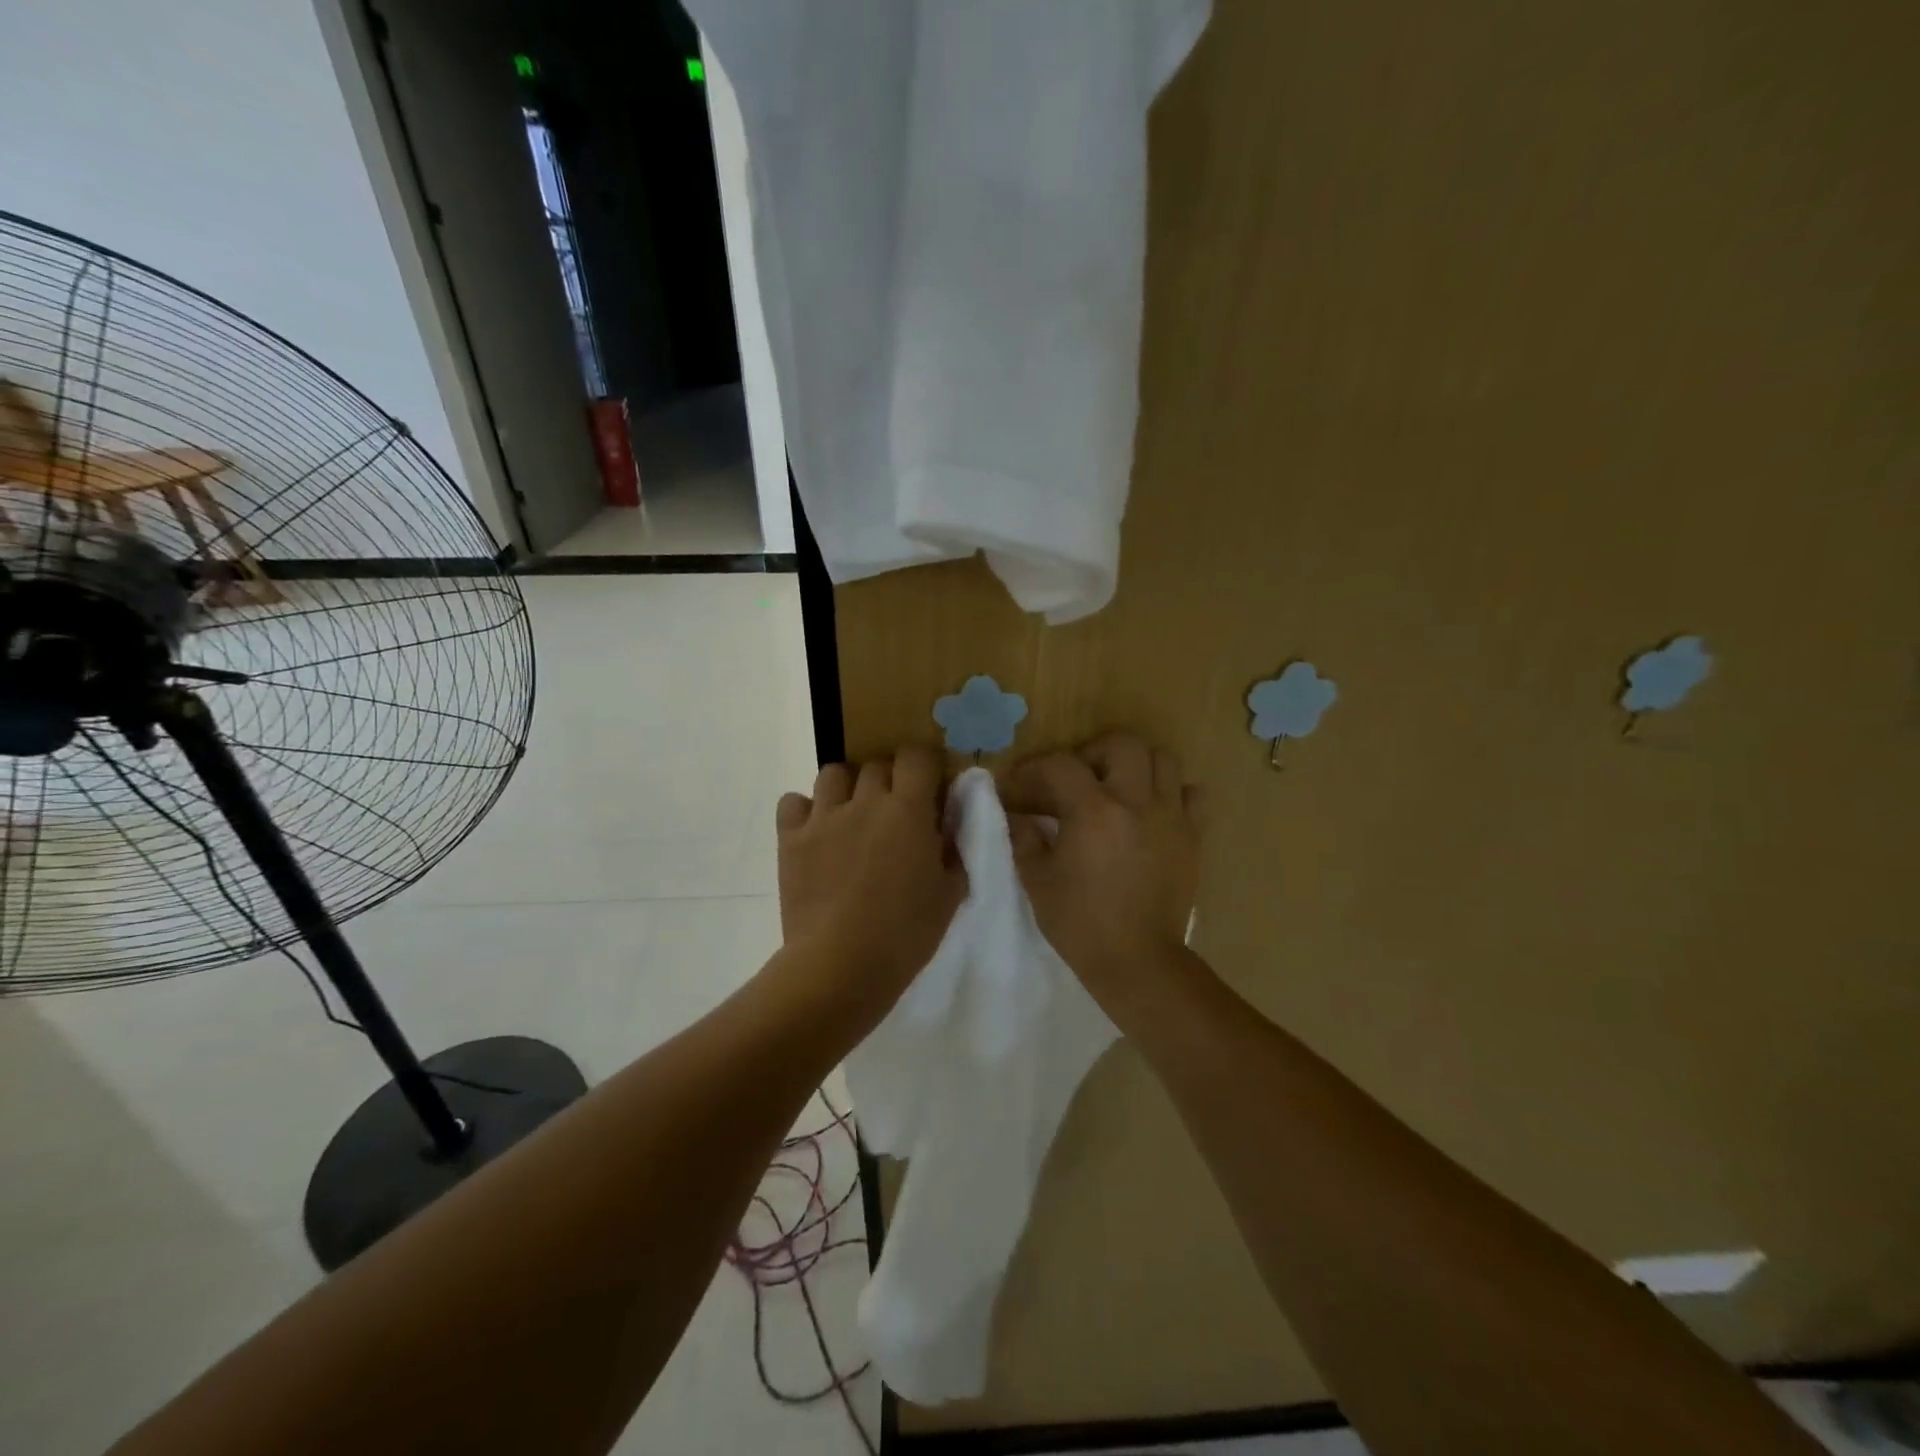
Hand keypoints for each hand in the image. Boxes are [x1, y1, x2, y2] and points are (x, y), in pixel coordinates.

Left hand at [776, 746, 965, 1010]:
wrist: (841, 965)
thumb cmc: (905, 934)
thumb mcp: (949, 893)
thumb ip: (953, 847)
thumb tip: (950, 820)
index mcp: (908, 810)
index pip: (916, 756)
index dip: (923, 765)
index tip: (928, 786)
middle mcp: (865, 801)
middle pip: (876, 765)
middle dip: (888, 781)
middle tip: (893, 813)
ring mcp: (824, 817)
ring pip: (833, 774)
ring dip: (846, 788)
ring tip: (851, 817)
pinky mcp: (791, 838)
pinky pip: (792, 802)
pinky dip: (804, 811)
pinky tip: (815, 833)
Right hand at [1008, 733, 1201, 1014]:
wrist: (1138, 961)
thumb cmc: (1080, 923)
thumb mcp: (1038, 880)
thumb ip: (1024, 837)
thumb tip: (1015, 814)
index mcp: (1093, 811)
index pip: (1060, 765)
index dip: (1034, 768)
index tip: (1020, 784)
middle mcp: (1136, 802)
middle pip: (1122, 743)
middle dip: (1093, 752)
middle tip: (1077, 778)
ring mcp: (1170, 816)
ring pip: (1162, 759)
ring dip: (1135, 764)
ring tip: (1117, 788)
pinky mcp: (1192, 836)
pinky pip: (1192, 795)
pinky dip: (1172, 793)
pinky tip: (1152, 811)